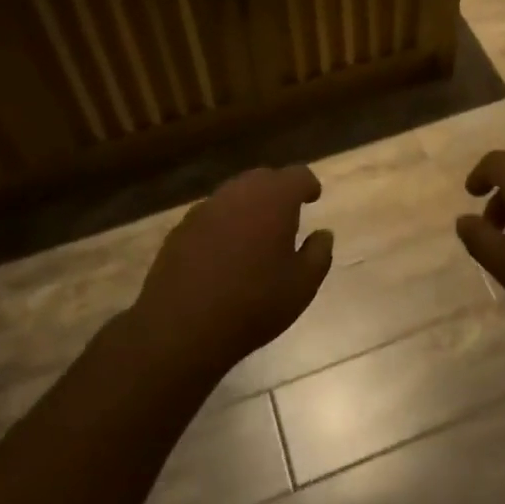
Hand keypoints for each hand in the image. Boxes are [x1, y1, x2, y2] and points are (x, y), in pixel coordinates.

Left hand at [132, 166, 331, 378]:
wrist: (181, 328)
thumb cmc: (253, 304)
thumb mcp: (301, 286)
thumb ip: (319, 253)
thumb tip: (324, 234)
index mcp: (274, 199)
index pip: (298, 175)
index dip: (308, 185)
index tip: (313, 198)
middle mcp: (239, 193)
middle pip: (264, 178)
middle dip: (278, 191)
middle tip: (287, 215)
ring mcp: (205, 208)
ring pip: (235, 195)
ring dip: (249, 206)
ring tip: (256, 233)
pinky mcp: (181, 228)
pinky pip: (211, 215)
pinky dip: (224, 224)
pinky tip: (224, 252)